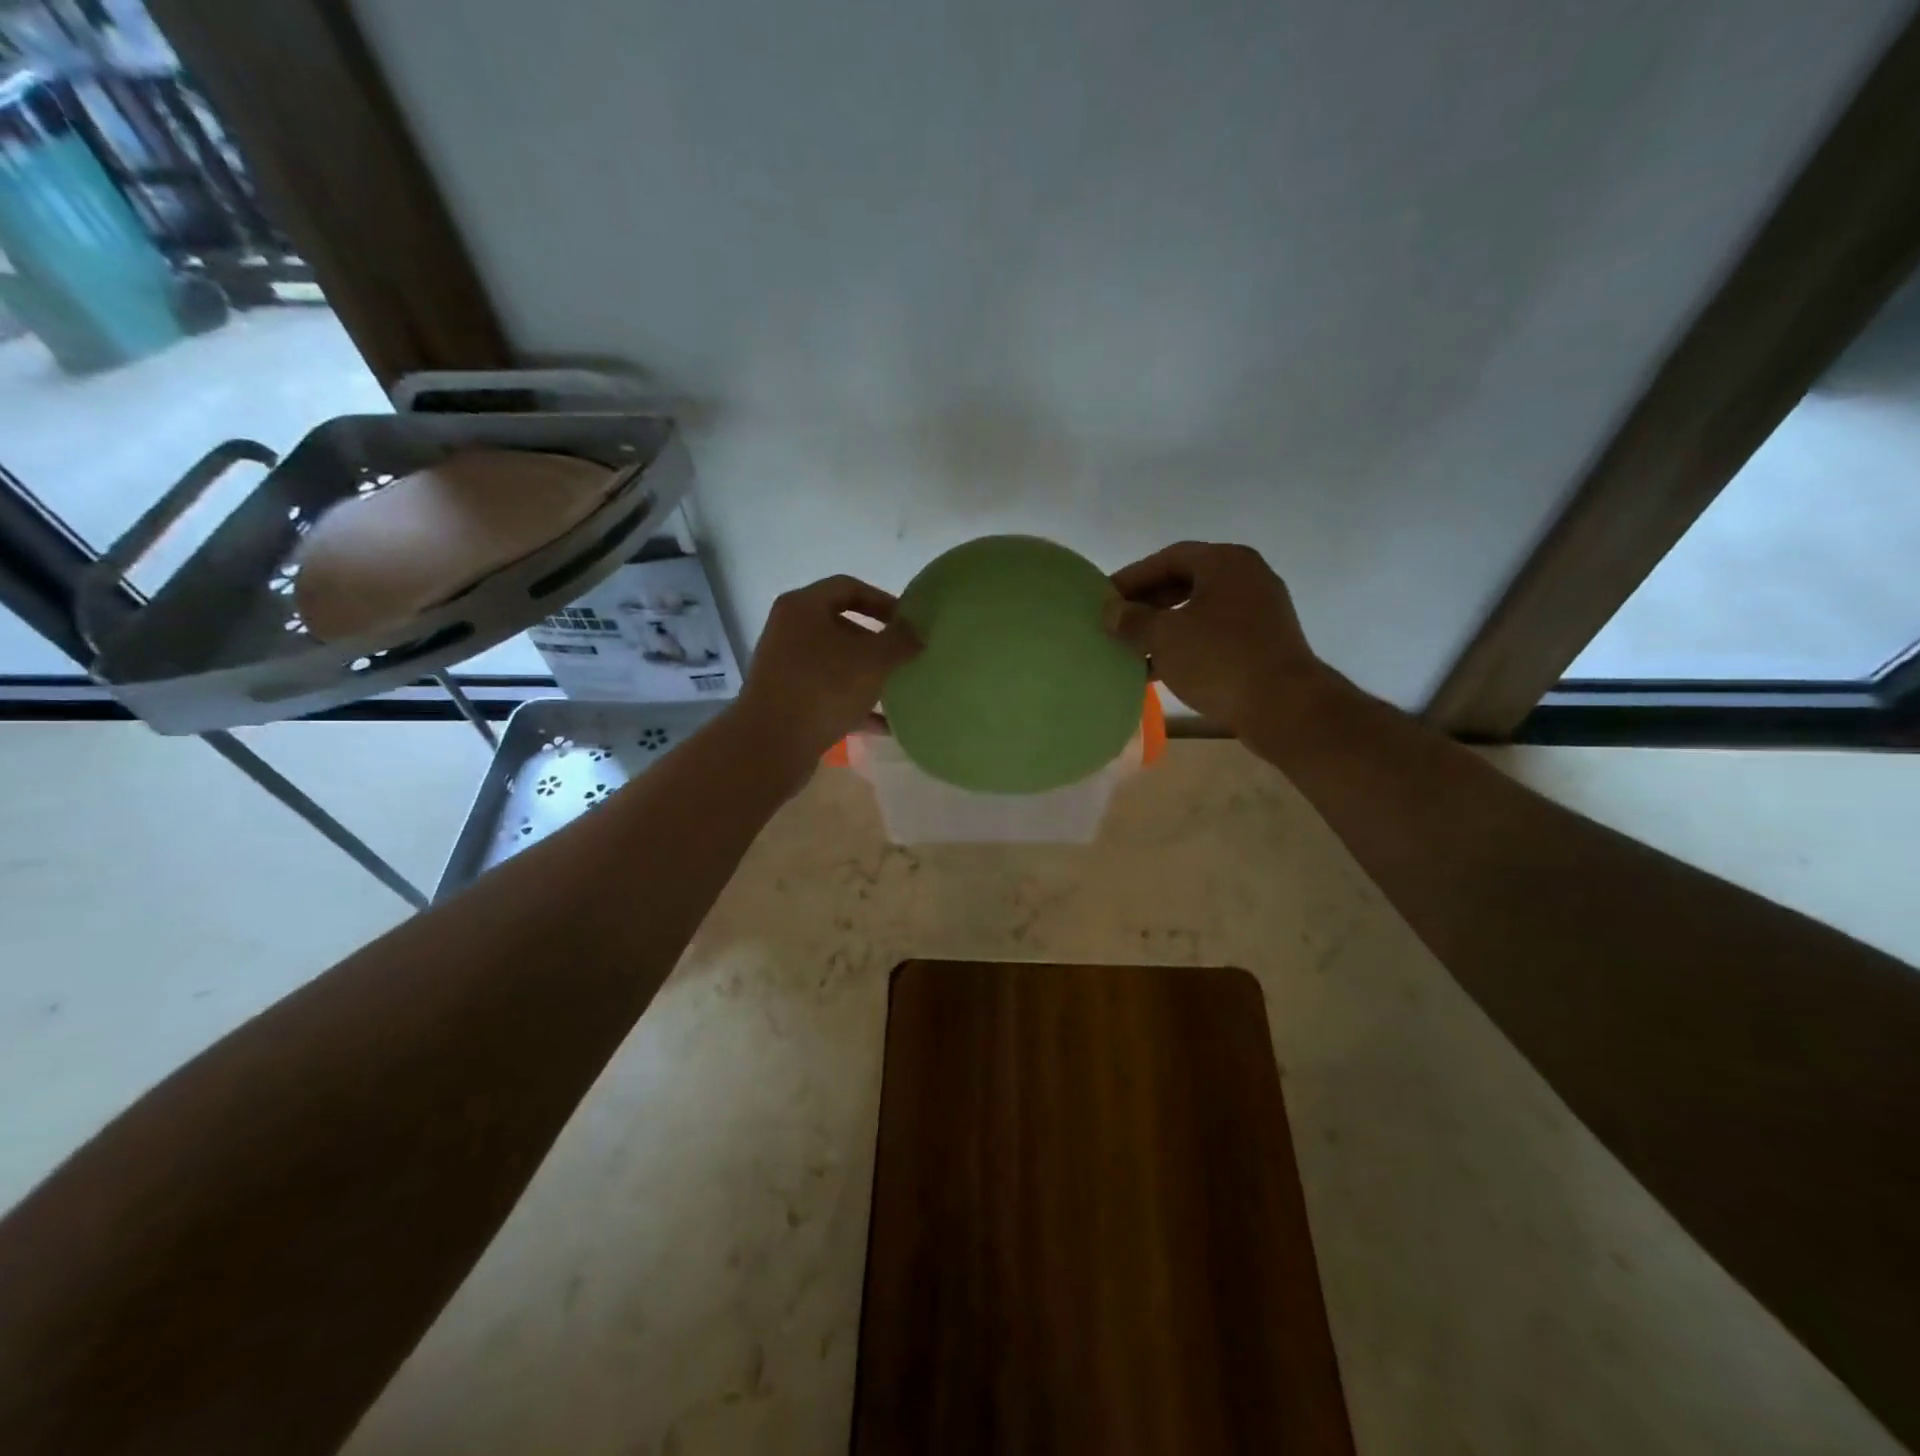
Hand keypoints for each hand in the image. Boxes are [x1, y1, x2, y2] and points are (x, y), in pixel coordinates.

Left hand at [735, 575, 920, 768]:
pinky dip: (855, 704)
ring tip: (899, 690)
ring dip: (868, 675)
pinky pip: (828, 693)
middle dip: (877, 642)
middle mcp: (789, 631)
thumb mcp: (873, 660)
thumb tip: (916, 632)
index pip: (849, 587)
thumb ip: (900, 640)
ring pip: (836, 663)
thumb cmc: (824, 688)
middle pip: (841, 626)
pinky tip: (884, 724)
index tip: (909, 622)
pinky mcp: (788, 700)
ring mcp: (786, 667)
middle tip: (906, 657)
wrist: (771, 744)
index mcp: (803, 607)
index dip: (883, 600)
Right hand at [1105, 541, 1327, 732]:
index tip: (1105, 598)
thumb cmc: (1219, 660)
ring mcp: (1260, 610)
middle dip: (1148, 602)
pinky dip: (1186, 644)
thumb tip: (1110, 612)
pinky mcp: (1264, 642)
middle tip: (1117, 622)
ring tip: (1132, 649)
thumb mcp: (1164, 637)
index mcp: (1226, 562)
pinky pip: (1215, 633)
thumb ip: (1132, 620)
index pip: (1169, 558)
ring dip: (1164, 627)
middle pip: (1186, 581)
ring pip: (1199, 610)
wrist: (1284, 706)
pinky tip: (1159, 669)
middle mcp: (1247, 577)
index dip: (1132, 577)